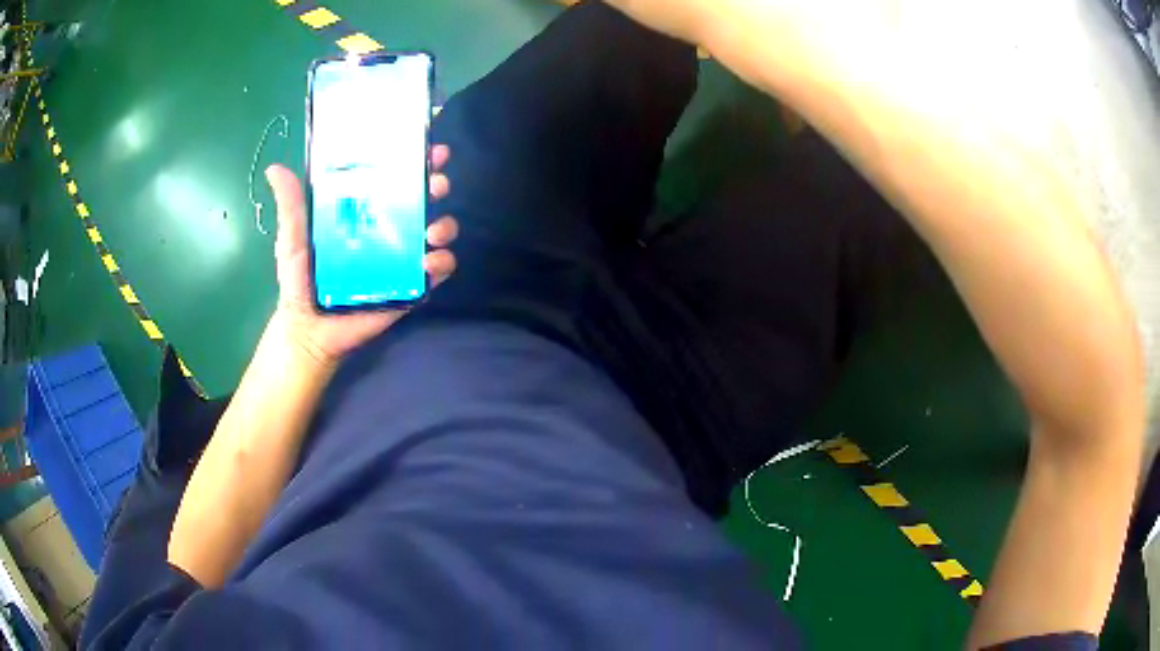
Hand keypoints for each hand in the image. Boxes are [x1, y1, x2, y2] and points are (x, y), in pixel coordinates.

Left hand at [264, 145, 457, 365]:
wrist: (309, 329)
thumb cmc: (299, 281)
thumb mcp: (293, 239)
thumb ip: (290, 207)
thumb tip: (274, 169)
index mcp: (364, 211)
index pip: (394, 179)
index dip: (415, 161)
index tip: (429, 149)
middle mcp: (388, 229)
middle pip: (422, 199)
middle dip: (437, 185)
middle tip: (435, 185)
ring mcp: (403, 258)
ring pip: (438, 230)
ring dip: (445, 224)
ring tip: (431, 231)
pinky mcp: (411, 286)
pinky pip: (439, 270)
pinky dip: (443, 262)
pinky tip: (431, 261)